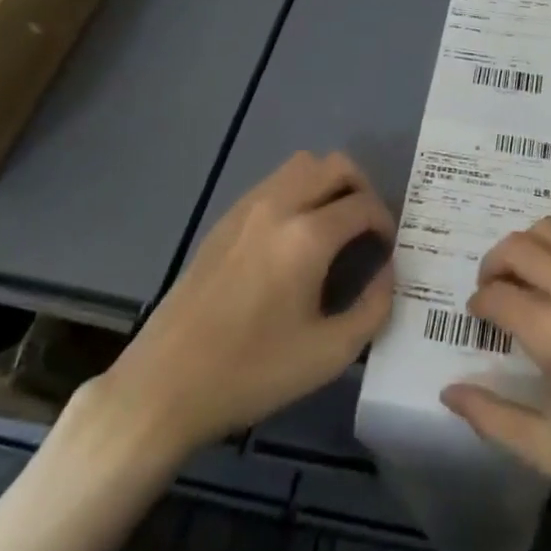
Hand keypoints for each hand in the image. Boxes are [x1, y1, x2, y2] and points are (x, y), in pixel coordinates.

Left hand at [88, 151, 393, 464]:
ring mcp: (248, 207)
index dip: (385, 222)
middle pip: (337, 165)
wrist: (163, 387)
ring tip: (334, 223)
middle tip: (367, 227)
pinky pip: (275, 181)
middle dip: (362, 189)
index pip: (363, 204)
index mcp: (307, 236)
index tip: (387, 249)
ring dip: (328, 182)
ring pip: (304, 164)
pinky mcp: (226, 218)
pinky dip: (299, 191)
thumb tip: (387, 273)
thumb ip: (372, 309)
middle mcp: (280, 206)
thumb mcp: (327, 356)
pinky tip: (294, 235)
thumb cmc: (250, 374)